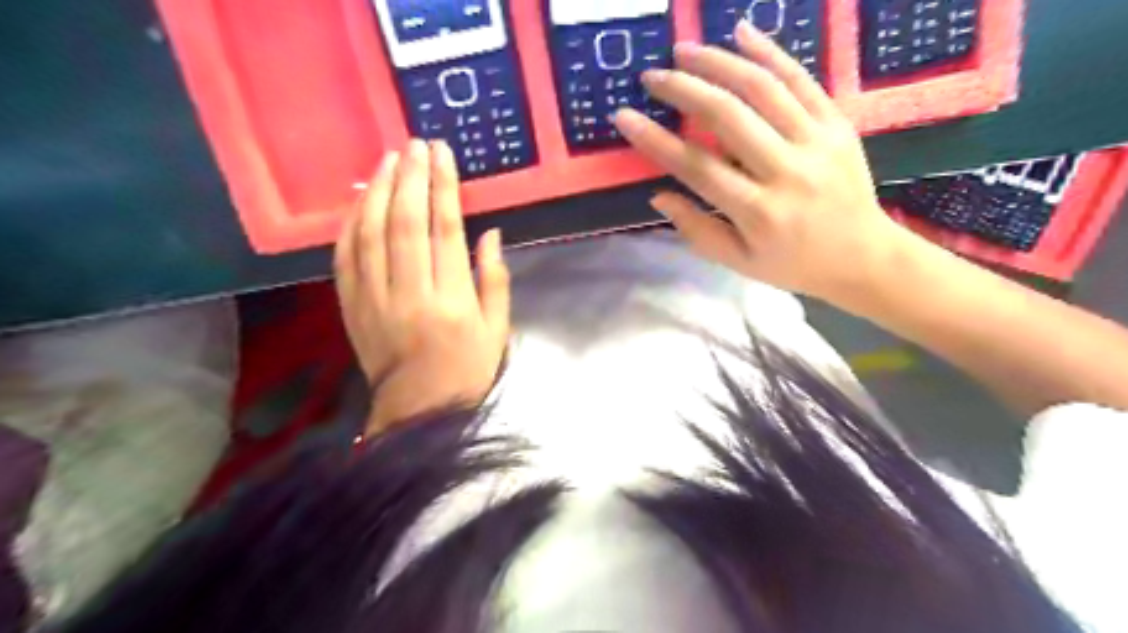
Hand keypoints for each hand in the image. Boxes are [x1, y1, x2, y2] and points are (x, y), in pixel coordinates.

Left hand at [335, 137, 512, 435]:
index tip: (442, 154)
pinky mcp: (351, 308)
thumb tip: (489, 233)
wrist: (419, 412)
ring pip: (370, 234)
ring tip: (387, 159)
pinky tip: (359, 200)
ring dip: (378, 191)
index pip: (445, 231)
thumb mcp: (497, 330)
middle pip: (405, 223)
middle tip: (415, 144)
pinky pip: (345, 258)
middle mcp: (410, 295)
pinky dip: (350, 224)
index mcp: (451, 301)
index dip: (443, 187)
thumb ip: (495, 280)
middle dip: (410, 177)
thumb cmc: (466, 370)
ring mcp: (374, 300)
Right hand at [615, 20, 914, 305]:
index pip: (697, 167)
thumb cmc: (793, 265)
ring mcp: (817, 142)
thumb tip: (659, 194)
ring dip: (719, 62)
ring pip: (763, 88)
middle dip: (683, 89)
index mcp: (758, 213)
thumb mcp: (739, 262)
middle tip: (652, 76)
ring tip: (684, 49)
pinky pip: (801, 80)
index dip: (656, 140)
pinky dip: (770, 52)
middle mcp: (787, 171)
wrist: (864, 257)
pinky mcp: (838, 124)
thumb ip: (697, 229)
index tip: (624, 117)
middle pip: (727, 117)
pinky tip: (741, 32)